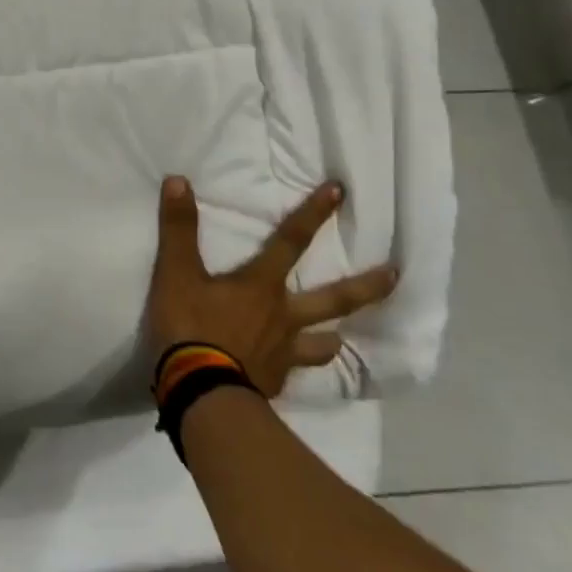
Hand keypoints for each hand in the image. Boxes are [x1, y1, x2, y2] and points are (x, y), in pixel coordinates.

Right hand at [147, 177, 397, 397]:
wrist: (199, 390)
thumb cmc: (191, 326)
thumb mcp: (176, 272)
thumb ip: (179, 228)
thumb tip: (178, 181)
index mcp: (261, 286)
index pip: (291, 241)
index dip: (313, 214)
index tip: (340, 192)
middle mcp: (283, 316)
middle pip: (333, 299)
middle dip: (366, 286)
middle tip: (395, 275)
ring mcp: (284, 352)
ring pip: (322, 343)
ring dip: (332, 339)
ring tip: (340, 340)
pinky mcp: (274, 381)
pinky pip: (293, 373)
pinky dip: (295, 369)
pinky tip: (290, 374)